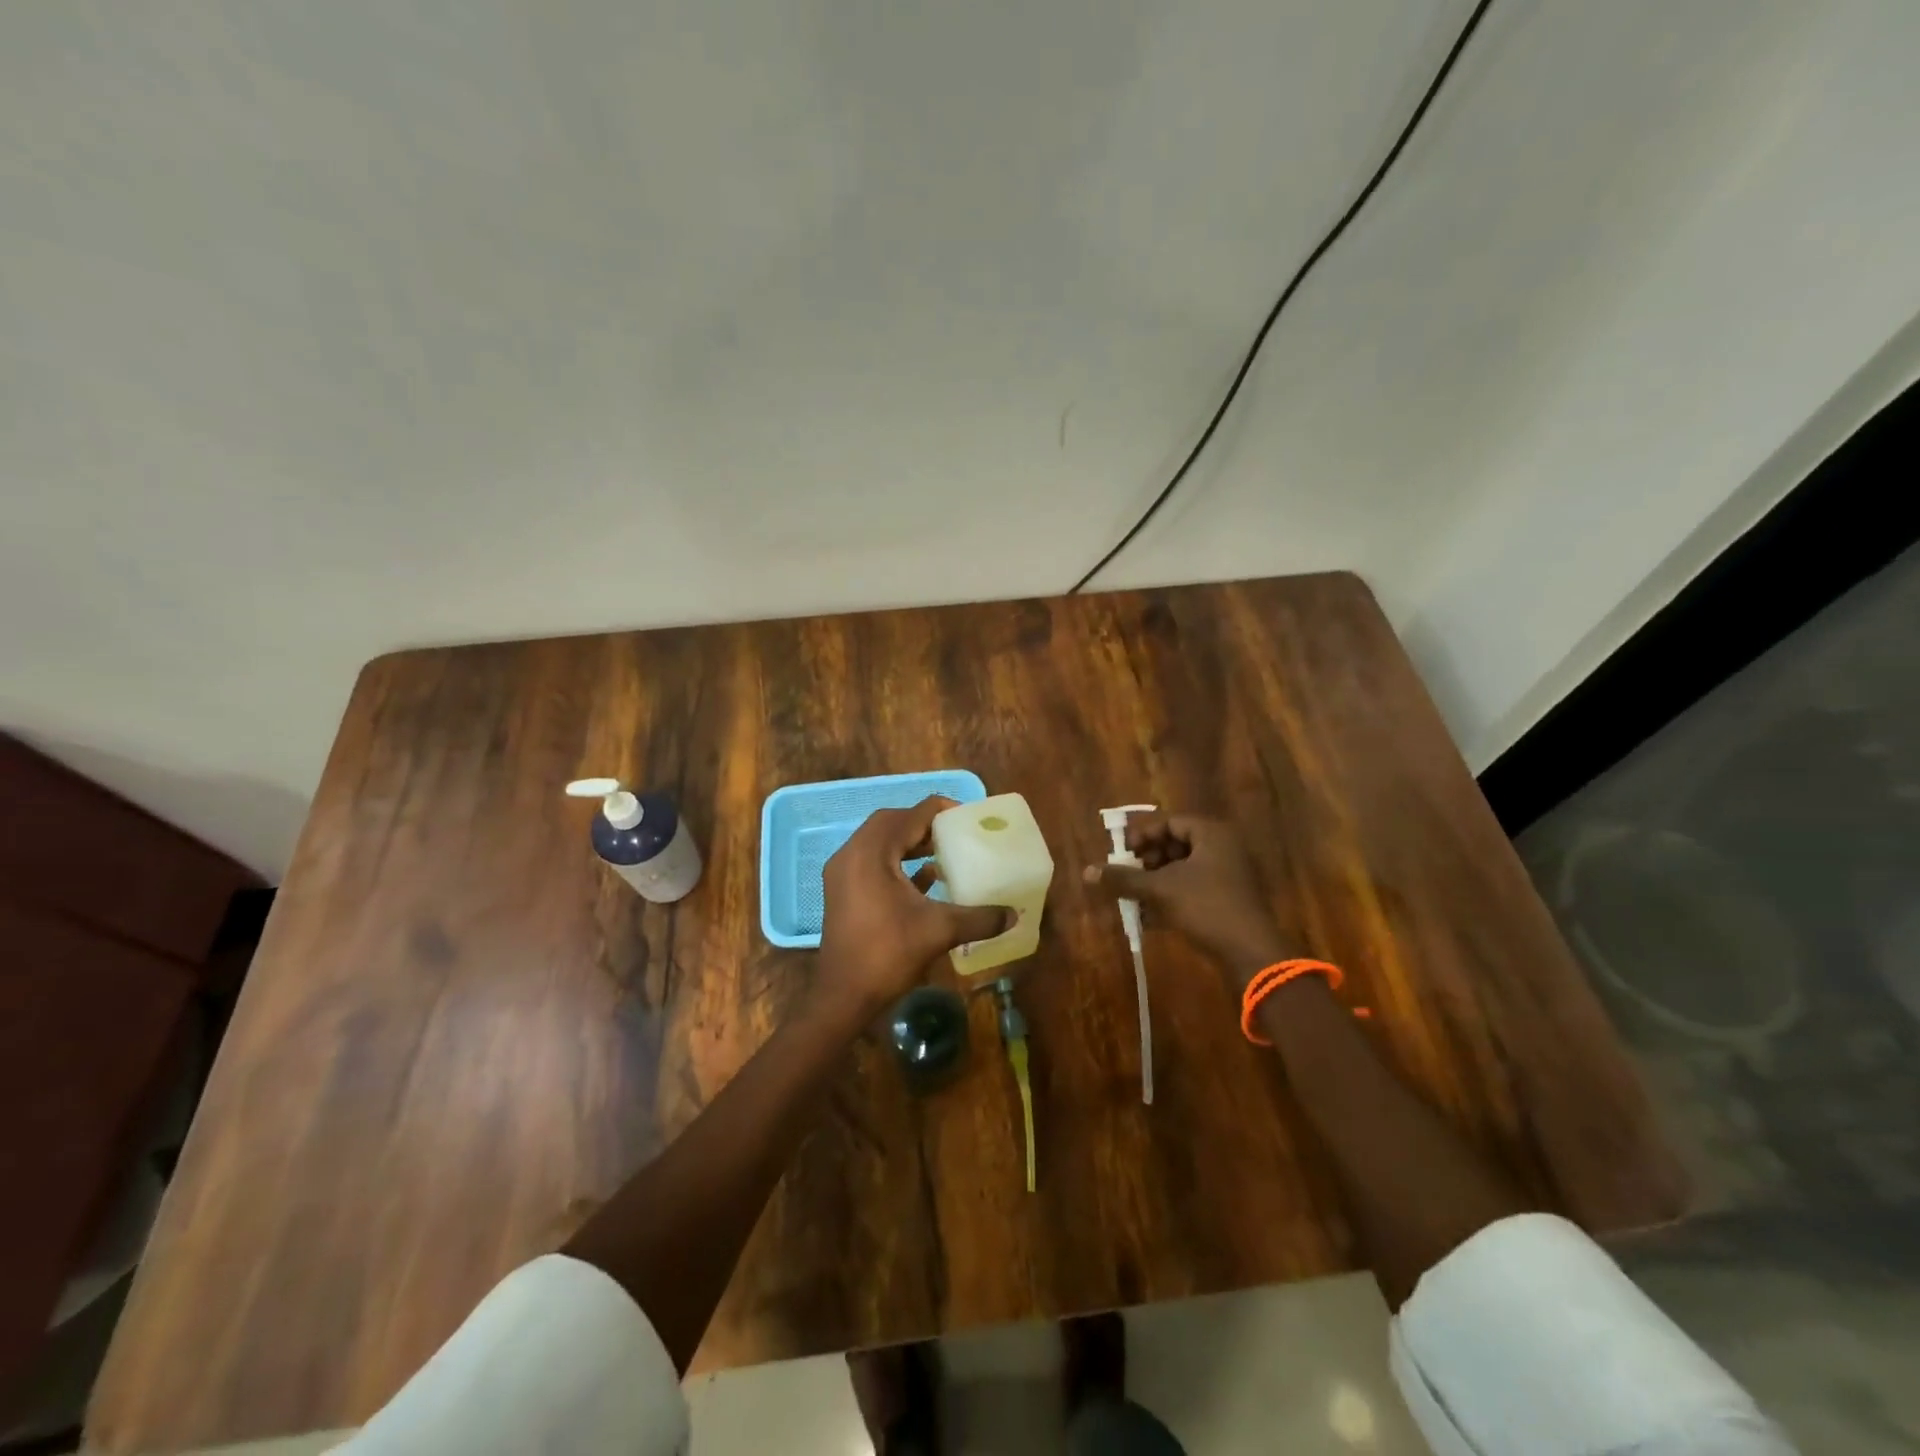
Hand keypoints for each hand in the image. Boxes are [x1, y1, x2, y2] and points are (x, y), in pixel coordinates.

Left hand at [818, 796, 1011, 1017]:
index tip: (968, 817)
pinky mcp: (843, 892)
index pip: (910, 815)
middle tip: (955, 833)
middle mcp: (852, 854)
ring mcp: (843, 873)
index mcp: (872, 852)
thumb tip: (1014, 915)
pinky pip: (872, 863)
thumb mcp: (939, 931)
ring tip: (943, 851)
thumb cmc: (888, 954)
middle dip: (924, 824)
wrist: (843, 996)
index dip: (941, 811)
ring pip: (880, 843)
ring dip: (910, 842)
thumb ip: (979, 918)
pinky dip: (898, 863)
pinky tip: (926, 878)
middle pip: (891, 822)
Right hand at [1082, 812, 1302, 988]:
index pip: (1170, 822)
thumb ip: (1123, 878)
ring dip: (1156, 880)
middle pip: (1176, 843)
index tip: (1123, 852)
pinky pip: (1193, 889)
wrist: (1251, 953)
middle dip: (1148, 859)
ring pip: (1183, 869)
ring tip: (1136, 896)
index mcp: (1211, 834)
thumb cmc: (1206, 908)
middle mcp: (1223, 848)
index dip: (1143, 834)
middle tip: (1129, 874)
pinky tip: (1151, 916)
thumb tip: (1087, 872)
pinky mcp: (1229, 900)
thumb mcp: (1159, 890)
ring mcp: (1229, 875)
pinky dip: (1171, 897)